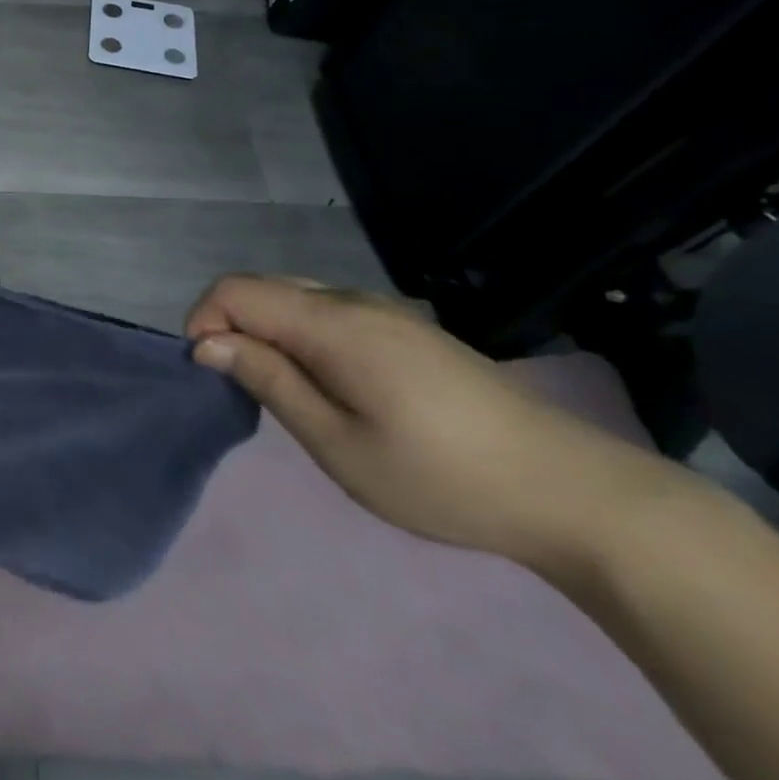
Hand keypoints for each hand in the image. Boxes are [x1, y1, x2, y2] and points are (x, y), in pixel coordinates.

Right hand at [185, 275, 681, 574]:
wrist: (573, 492)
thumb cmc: (442, 477)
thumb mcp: (338, 443)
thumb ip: (269, 382)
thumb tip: (208, 344)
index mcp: (332, 323)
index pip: (235, 289)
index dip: (205, 322)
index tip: (213, 377)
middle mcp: (353, 301)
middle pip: (262, 287)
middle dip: (231, 327)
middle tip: (244, 390)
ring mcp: (385, 311)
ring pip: (295, 297)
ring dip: (267, 332)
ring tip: (284, 392)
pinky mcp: (407, 329)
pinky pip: (329, 312)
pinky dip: (301, 336)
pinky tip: (329, 386)